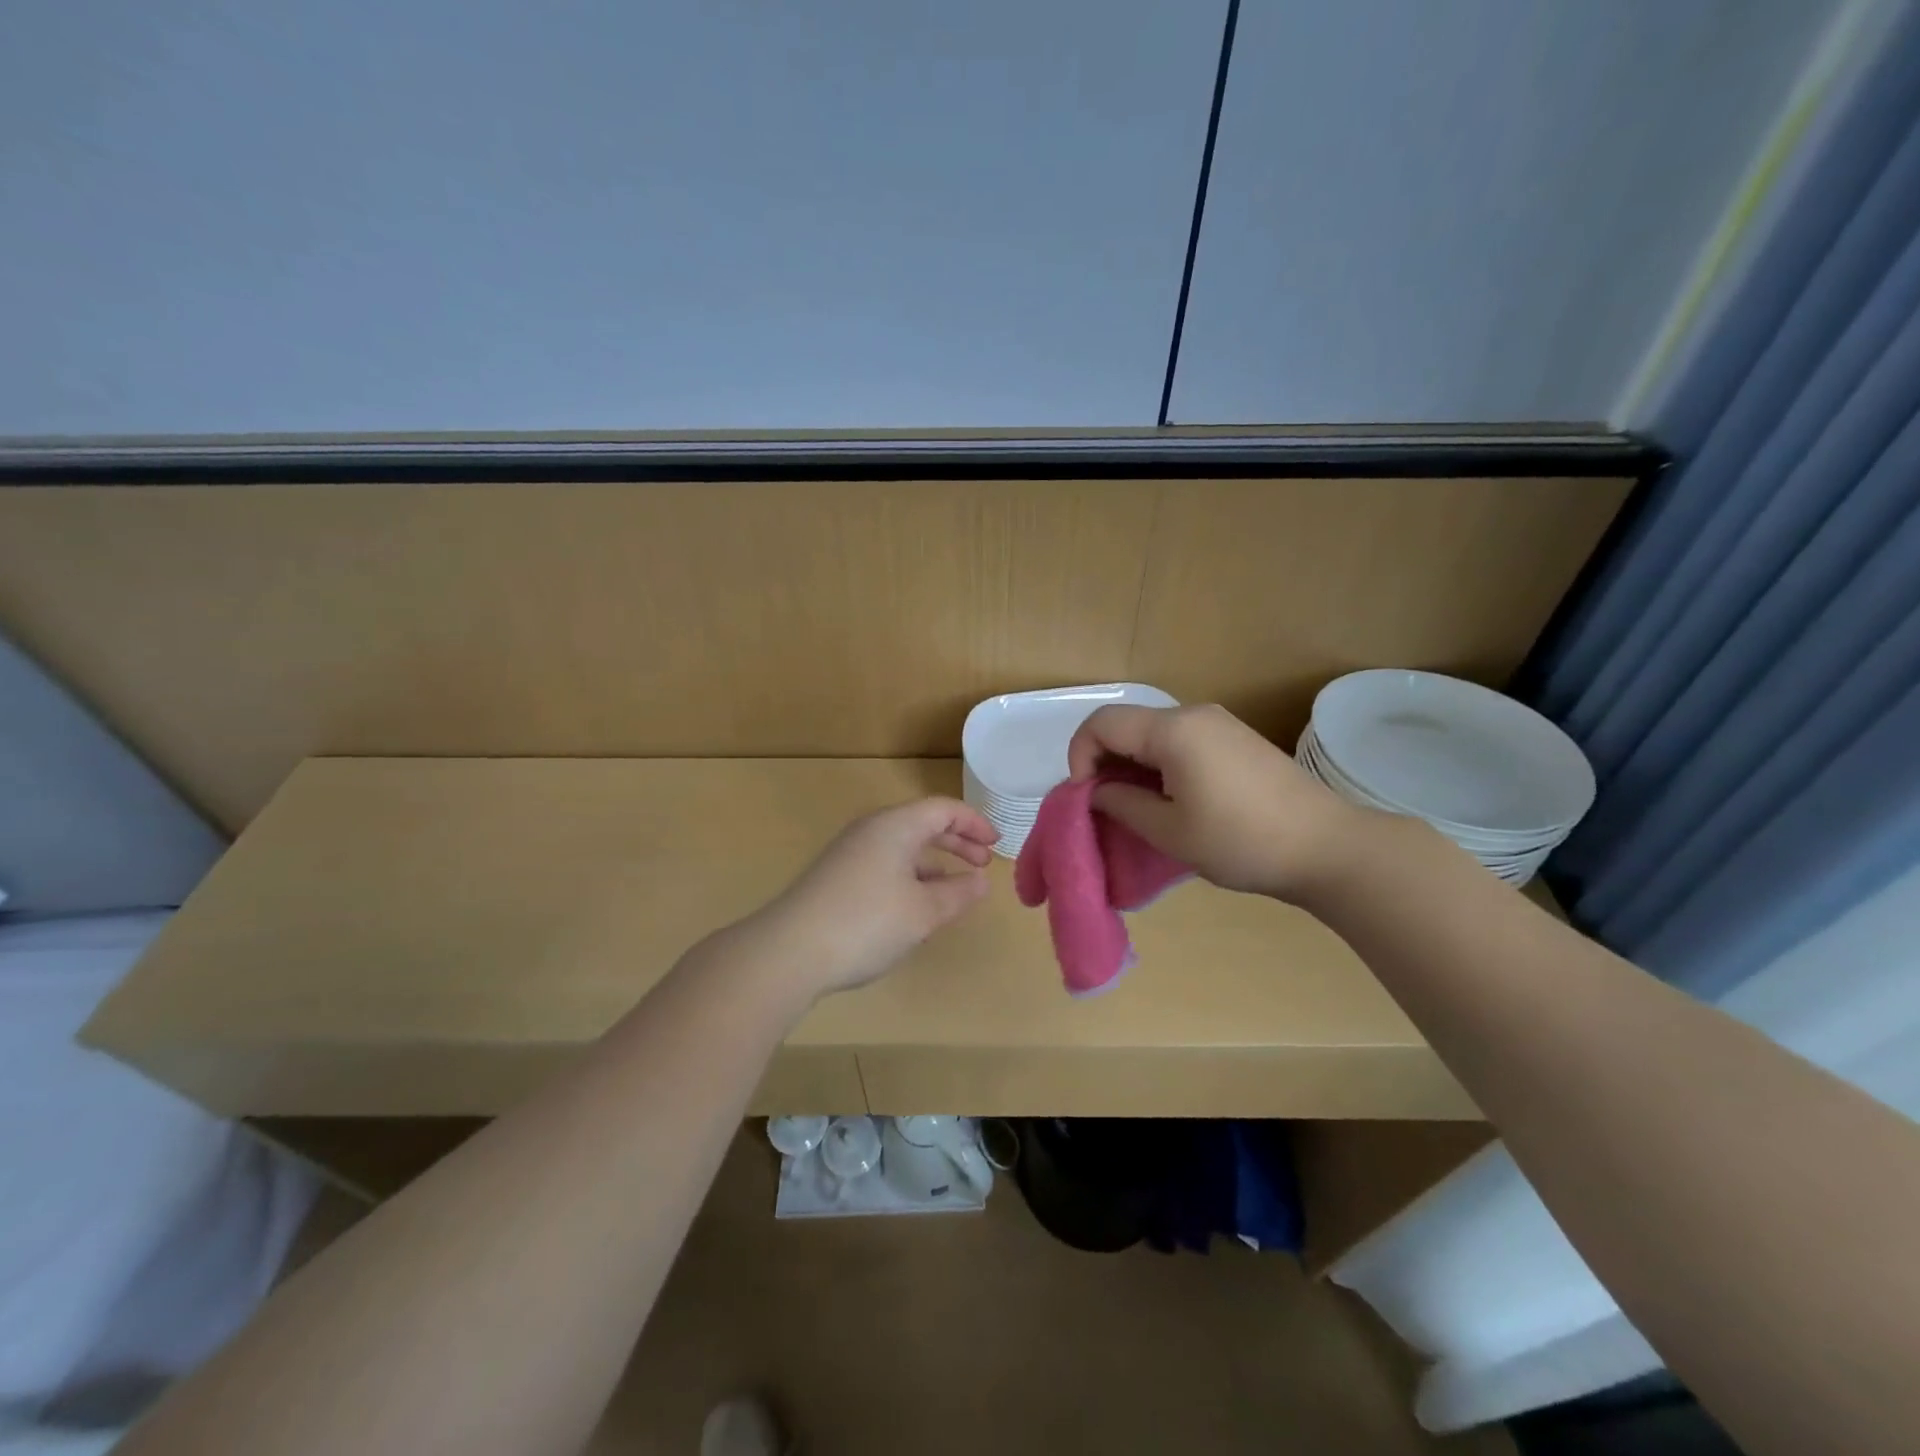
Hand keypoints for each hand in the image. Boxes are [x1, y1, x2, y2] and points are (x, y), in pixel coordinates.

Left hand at [748, 797, 998, 997]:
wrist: (790, 950)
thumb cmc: (867, 923)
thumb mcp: (924, 912)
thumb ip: (958, 893)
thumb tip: (980, 881)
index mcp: (896, 826)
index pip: (943, 809)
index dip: (974, 824)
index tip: (996, 845)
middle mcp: (871, 830)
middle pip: (922, 824)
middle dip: (956, 842)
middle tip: (982, 864)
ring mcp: (850, 853)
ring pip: (902, 847)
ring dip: (933, 863)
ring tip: (955, 889)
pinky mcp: (836, 877)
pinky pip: (884, 864)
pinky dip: (910, 876)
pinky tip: (915, 907)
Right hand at [1066, 703, 1367, 899]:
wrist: (1327, 847)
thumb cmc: (1241, 841)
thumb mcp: (1170, 831)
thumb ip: (1122, 804)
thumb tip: (1095, 792)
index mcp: (1173, 730)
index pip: (1102, 724)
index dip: (1080, 756)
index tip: (1087, 798)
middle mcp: (1194, 714)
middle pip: (1127, 725)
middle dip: (1104, 762)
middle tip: (1108, 807)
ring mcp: (1219, 724)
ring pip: (1153, 733)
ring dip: (1133, 765)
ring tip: (1139, 808)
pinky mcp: (1236, 739)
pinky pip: (1180, 741)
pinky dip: (1160, 764)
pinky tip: (1173, 800)